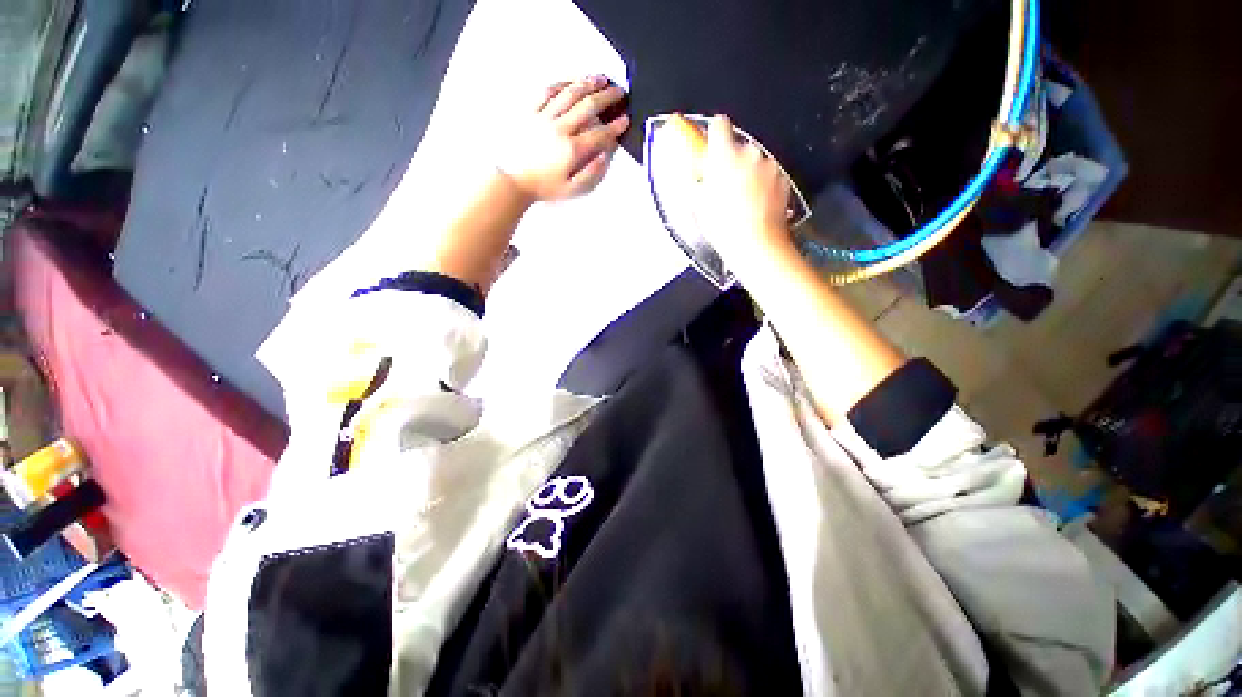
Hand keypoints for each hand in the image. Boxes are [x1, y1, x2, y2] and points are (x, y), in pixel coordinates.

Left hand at [496, 75, 630, 201]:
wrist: (513, 180)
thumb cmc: (543, 187)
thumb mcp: (571, 190)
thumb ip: (591, 174)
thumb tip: (605, 156)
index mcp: (571, 150)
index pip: (600, 134)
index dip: (615, 126)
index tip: (625, 120)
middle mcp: (560, 129)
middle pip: (588, 106)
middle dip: (607, 97)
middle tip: (620, 93)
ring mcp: (544, 117)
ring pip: (570, 93)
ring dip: (588, 83)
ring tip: (601, 78)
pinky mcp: (530, 112)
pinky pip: (548, 91)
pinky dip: (562, 83)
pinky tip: (572, 82)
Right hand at [699, 115, 794, 280]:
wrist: (756, 244)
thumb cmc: (722, 226)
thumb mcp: (698, 205)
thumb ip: (697, 181)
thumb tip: (696, 173)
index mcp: (724, 156)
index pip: (719, 125)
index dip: (715, 133)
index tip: (713, 144)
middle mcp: (749, 154)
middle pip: (739, 147)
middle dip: (732, 161)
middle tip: (725, 185)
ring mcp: (769, 166)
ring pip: (755, 163)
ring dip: (748, 174)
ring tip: (742, 201)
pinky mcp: (783, 180)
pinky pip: (769, 176)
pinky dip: (763, 186)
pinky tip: (756, 205)